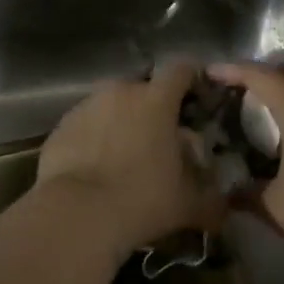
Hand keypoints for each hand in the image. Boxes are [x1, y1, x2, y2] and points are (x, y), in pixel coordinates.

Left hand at [35, 61, 224, 254]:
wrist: (75, 214)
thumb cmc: (141, 200)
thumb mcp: (187, 205)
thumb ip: (210, 200)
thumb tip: (223, 207)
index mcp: (156, 100)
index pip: (180, 69)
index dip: (192, 78)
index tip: (198, 97)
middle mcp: (120, 92)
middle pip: (143, 88)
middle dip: (153, 107)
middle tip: (160, 139)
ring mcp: (86, 107)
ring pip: (111, 105)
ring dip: (121, 122)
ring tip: (125, 156)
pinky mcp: (61, 126)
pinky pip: (86, 125)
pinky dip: (94, 138)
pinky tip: (96, 168)